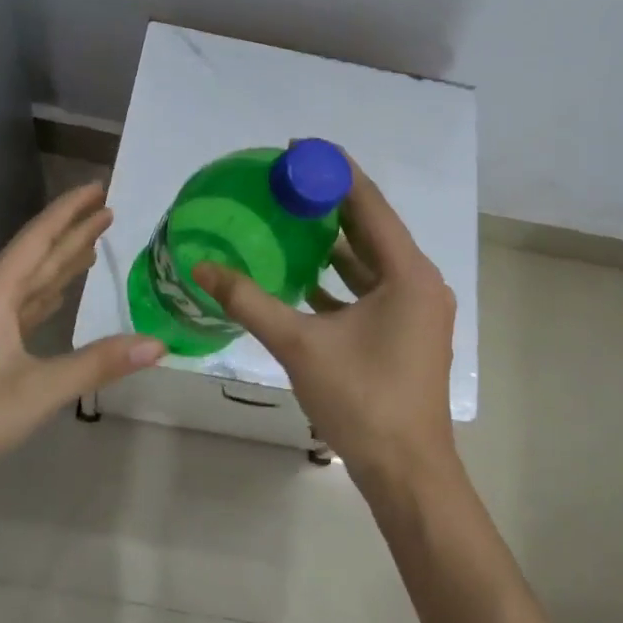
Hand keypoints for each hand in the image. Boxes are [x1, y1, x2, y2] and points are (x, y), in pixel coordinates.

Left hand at [0, 183, 164, 506]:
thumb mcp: (37, 391)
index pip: (39, 238)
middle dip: (72, 230)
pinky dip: (47, 293)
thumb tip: (158, 344)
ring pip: (30, 280)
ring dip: (61, 260)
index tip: (99, 185)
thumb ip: (98, 363)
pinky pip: (22, 306)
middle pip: (37, 254)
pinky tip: (59, 293)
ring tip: (93, 242)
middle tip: (109, 208)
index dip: (70, 210)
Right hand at [192, 160, 456, 486]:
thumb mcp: (300, 345)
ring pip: (372, 261)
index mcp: (408, 273)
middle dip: (330, 202)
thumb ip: (250, 301)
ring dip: (336, 241)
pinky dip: (341, 278)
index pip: (369, 203)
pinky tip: (304, 276)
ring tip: (291, 218)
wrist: (406, 473)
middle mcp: (420, 282)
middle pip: (372, 228)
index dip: (334, 171)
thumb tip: (201, 268)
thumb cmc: (362, 400)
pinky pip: (373, 289)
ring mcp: (416, 309)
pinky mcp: (407, 332)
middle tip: (286, 181)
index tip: (297, 149)